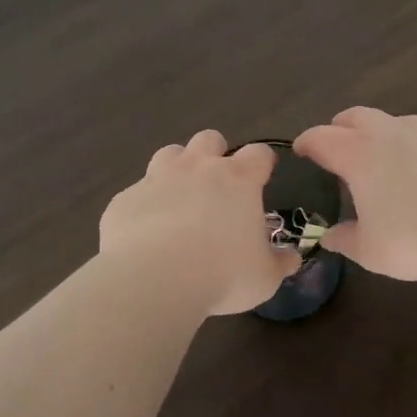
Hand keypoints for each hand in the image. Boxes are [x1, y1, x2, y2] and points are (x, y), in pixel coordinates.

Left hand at [100, 130, 299, 315]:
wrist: (153, 278)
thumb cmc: (222, 274)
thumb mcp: (264, 278)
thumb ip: (279, 263)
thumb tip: (291, 257)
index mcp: (237, 180)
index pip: (258, 154)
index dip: (262, 163)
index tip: (263, 176)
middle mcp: (197, 168)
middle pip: (209, 138)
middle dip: (215, 153)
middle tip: (217, 184)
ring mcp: (157, 178)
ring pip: (169, 154)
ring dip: (177, 169)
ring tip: (179, 198)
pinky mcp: (126, 198)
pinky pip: (137, 193)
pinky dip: (145, 205)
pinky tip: (146, 231)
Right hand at [294, 108, 416, 279]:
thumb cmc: (416, 236)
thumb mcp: (372, 251)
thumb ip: (347, 241)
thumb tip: (330, 237)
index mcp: (359, 155)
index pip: (322, 138)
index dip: (308, 142)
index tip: (301, 149)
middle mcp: (390, 133)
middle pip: (357, 116)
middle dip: (343, 126)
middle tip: (340, 143)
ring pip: (399, 124)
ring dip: (387, 136)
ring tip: (391, 161)